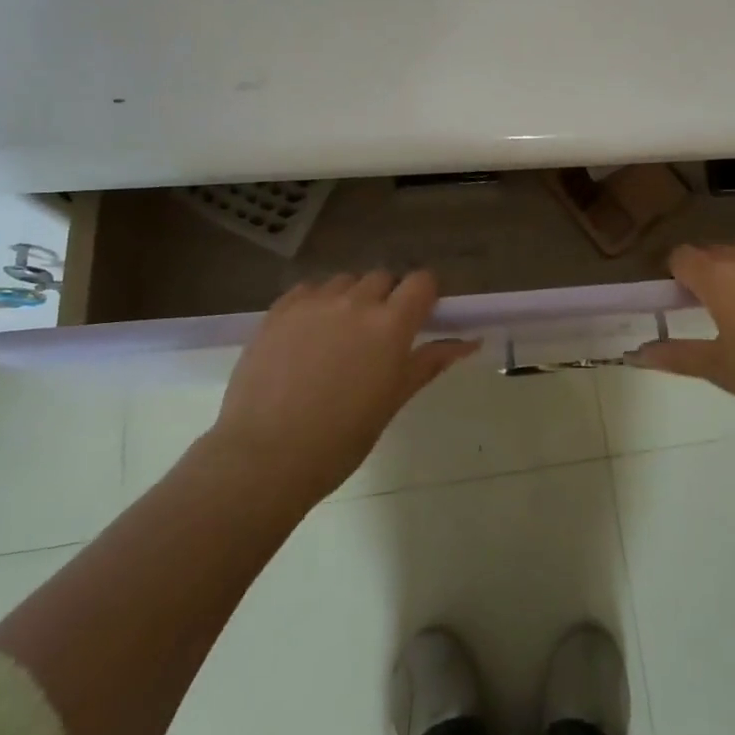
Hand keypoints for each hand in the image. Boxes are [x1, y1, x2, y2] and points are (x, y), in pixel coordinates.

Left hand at [203, 271, 477, 506]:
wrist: (264, 456)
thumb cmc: (340, 439)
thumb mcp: (393, 401)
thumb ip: (430, 362)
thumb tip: (470, 342)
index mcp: (391, 324)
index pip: (421, 281)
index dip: (424, 295)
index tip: (419, 317)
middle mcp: (355, 302)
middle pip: (382, 277)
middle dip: (387, 298)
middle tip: (376, 336)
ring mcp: (314, 302)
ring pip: (344, 281)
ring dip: (350, 298)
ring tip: (338, 335)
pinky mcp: (279, 310)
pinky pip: (308, 289)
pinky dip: (316, 303)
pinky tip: (307, 335)